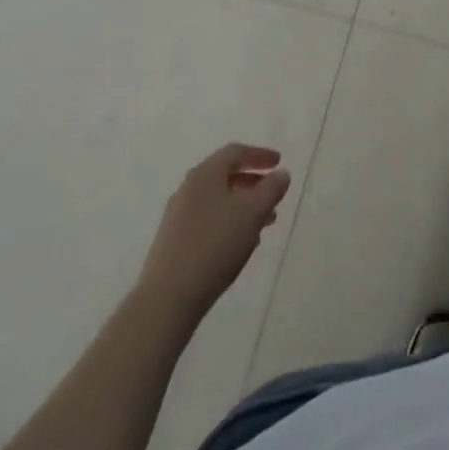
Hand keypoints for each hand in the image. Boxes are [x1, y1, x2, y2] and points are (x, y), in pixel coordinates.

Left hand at [139, 144, 290, 319]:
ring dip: (242, 205)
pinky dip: (228, 222)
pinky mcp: (173, 241)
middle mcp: (188, 188)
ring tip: (264, 223)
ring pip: (217, 200)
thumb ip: (271, 189)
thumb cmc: (215, 244)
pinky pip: (207, 220)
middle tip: (273, 193)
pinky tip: (239, 243)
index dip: (260, 155)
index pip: (235, 152)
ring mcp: (177, 215)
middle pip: (225, 175)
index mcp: (205, 174)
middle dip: (253, 182)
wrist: (168, 297)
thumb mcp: (253, 212)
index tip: (279, 162)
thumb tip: (281, 174)